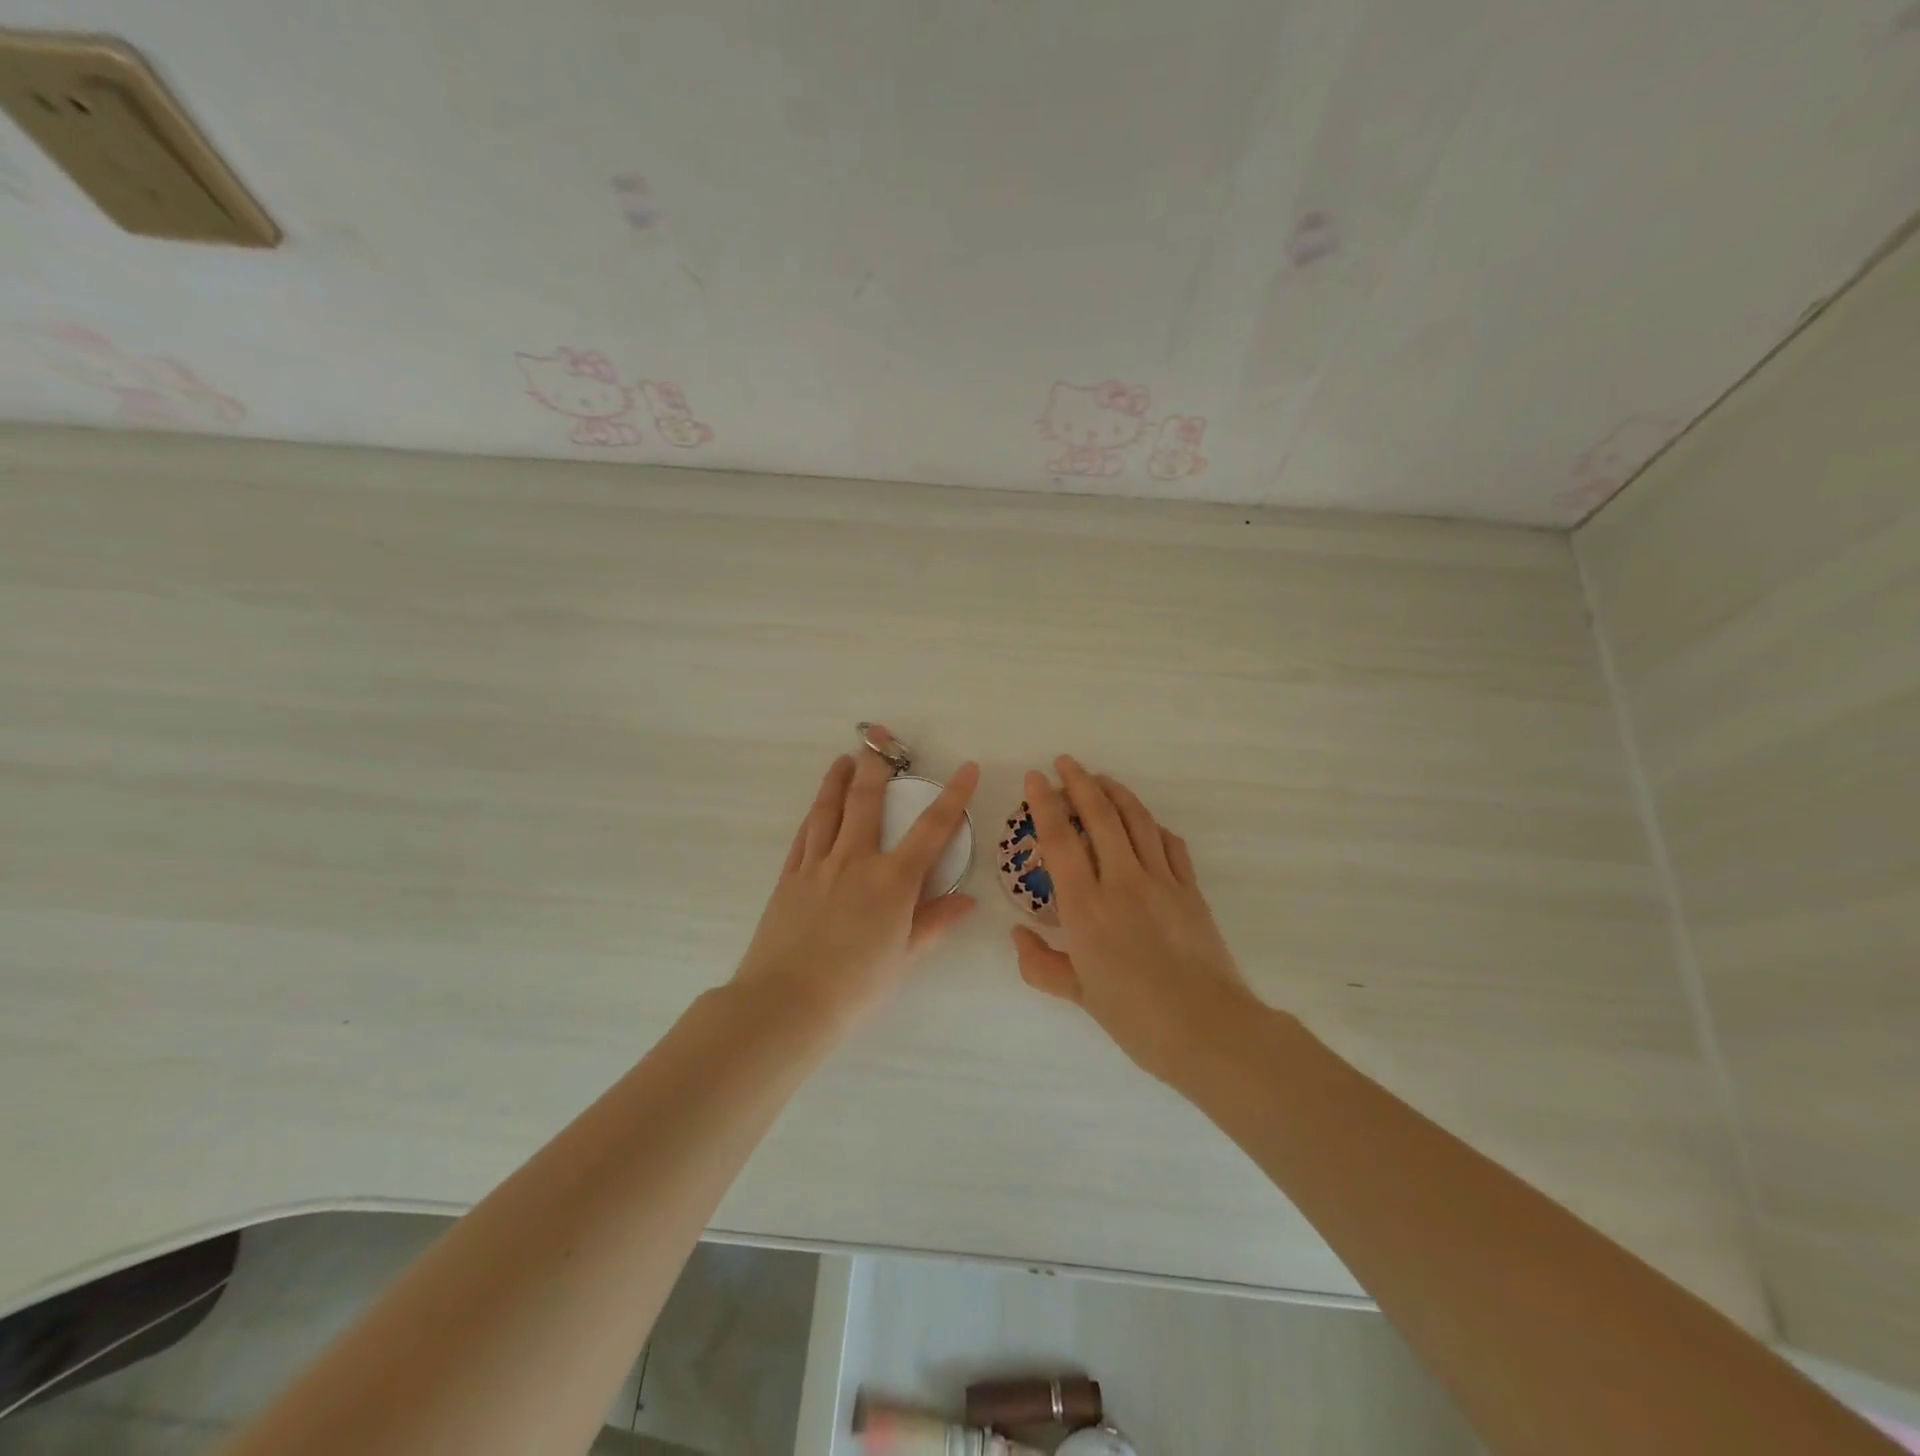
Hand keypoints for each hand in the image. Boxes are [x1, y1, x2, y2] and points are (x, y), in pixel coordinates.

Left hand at [734, 737, 978, 1023]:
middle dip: (877, 767)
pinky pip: (803, 835)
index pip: (932, 829)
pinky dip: (813, 815)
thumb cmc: (855, 987)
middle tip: (879, 740)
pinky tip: (817, 807)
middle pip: (867, 801)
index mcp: (892, 881)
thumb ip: (934, 923)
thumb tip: (967, 901)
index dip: (953, 796)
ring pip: (828, 810)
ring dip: (838, 781)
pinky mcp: (789, 877)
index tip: (967, 768)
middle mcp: (855, 860)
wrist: (786, 1003)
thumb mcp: (904, 957)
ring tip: (844, 760)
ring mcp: (817, 865)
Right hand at [1011, 757, 1261, 1083]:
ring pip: (1137, 821)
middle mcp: (1122, 882)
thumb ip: (1041, 965)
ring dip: (1117, 793)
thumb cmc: (1135, 1017)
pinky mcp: (1191, 890)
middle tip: (1066, 762)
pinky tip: (1146, 822)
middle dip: (1080, 782)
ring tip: (1101, 778)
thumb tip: (1018, 937)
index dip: (1045, 804)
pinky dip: (1153, 825)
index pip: (1060, 840)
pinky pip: (1170, 845)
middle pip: (1100, 816)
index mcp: (1087, 907)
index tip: (1036, 778)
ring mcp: (1162, 882)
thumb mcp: (1078, 995)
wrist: (1208, 1029)